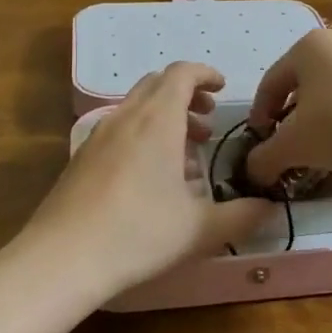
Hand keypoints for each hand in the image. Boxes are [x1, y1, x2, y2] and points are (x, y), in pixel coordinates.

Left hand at [23, 62, 276, 299]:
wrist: (62, 258)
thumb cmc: (138, 234)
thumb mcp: (200, 229)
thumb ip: (241, 215)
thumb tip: (269, 207)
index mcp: (157, 120)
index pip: (181, 74)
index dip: (205, 74)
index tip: (223, 89)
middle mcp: (126, 118)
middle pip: (157, 85)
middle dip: (186, 96)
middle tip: (207, 122)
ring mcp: (98, 136)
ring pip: (137, 108)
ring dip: (164, 118)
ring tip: (186, 155)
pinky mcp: (82, 157)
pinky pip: (119, 130)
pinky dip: (142, 135)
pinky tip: (152, 179)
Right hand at [246, 29, 331, 187]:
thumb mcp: (292, 145)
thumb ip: (265, 158)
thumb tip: (252, 171)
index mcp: (308, 47)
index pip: (271, 82)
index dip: (259, 114)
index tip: (259, 141)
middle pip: (304, 86)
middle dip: (292, 119)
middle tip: (288, 146)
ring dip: (322, 123)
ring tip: (320, 154)